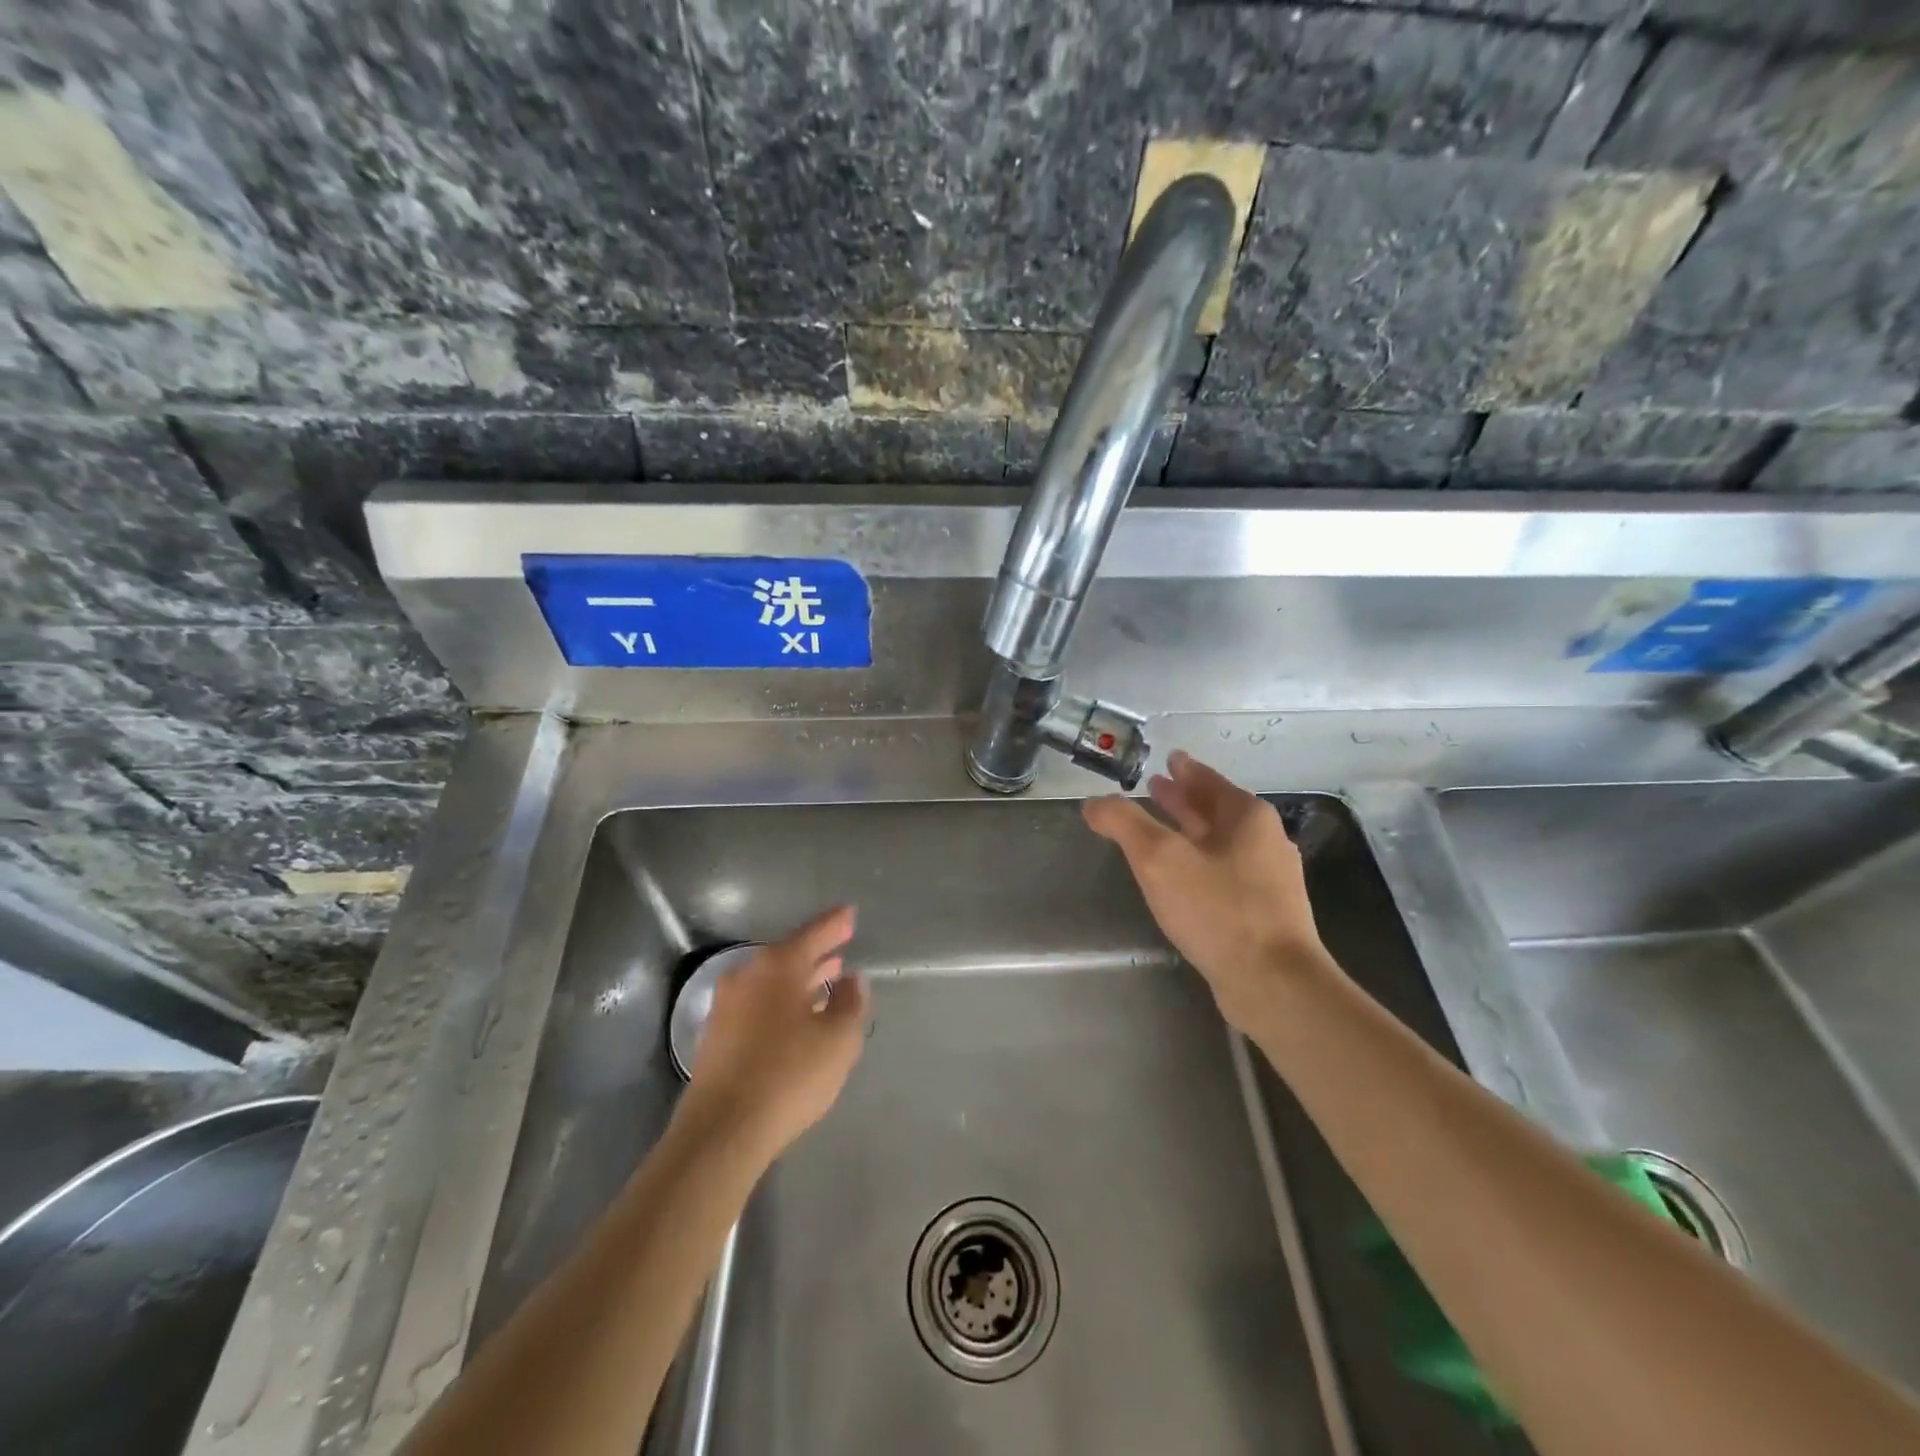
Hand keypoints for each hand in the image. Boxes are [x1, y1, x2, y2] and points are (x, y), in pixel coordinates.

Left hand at [679, 906, 870, 1161]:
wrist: (721, 1131)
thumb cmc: (788, 1075)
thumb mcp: (838, 1039)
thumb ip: (850, 1003)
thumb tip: (852, 980)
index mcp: (778, 966)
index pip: (814, 933)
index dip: (836, 924)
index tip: (851, 912)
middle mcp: (748, 975)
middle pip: (790, 955)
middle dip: (818, 953)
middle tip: (842, 946)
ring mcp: (727, 1005)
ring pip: (773, 981)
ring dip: (800, 980)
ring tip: (827, 979)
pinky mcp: (717, 1036)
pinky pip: (759, 1004)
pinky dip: (783, 1002)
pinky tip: (798, 1017)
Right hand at [1084, 751, 1331, 1033]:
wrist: (1274, 983)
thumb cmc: (1217, 909)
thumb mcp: (1159, 859)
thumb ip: (1123, 824)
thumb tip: (1093, 803)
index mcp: (1247, 818)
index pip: (1210, 781)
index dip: (1186, 770)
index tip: (1170, 759)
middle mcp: (1265, 842)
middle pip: (1217, 810)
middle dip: (1185, 799)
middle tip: (1156, 787)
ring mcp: (1269, 880)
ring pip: (1221, 843)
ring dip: (1191, 831)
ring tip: (1161, 829)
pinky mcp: (1265, 914)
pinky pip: (1225, 873)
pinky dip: (1200, 863)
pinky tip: (1182, 878)